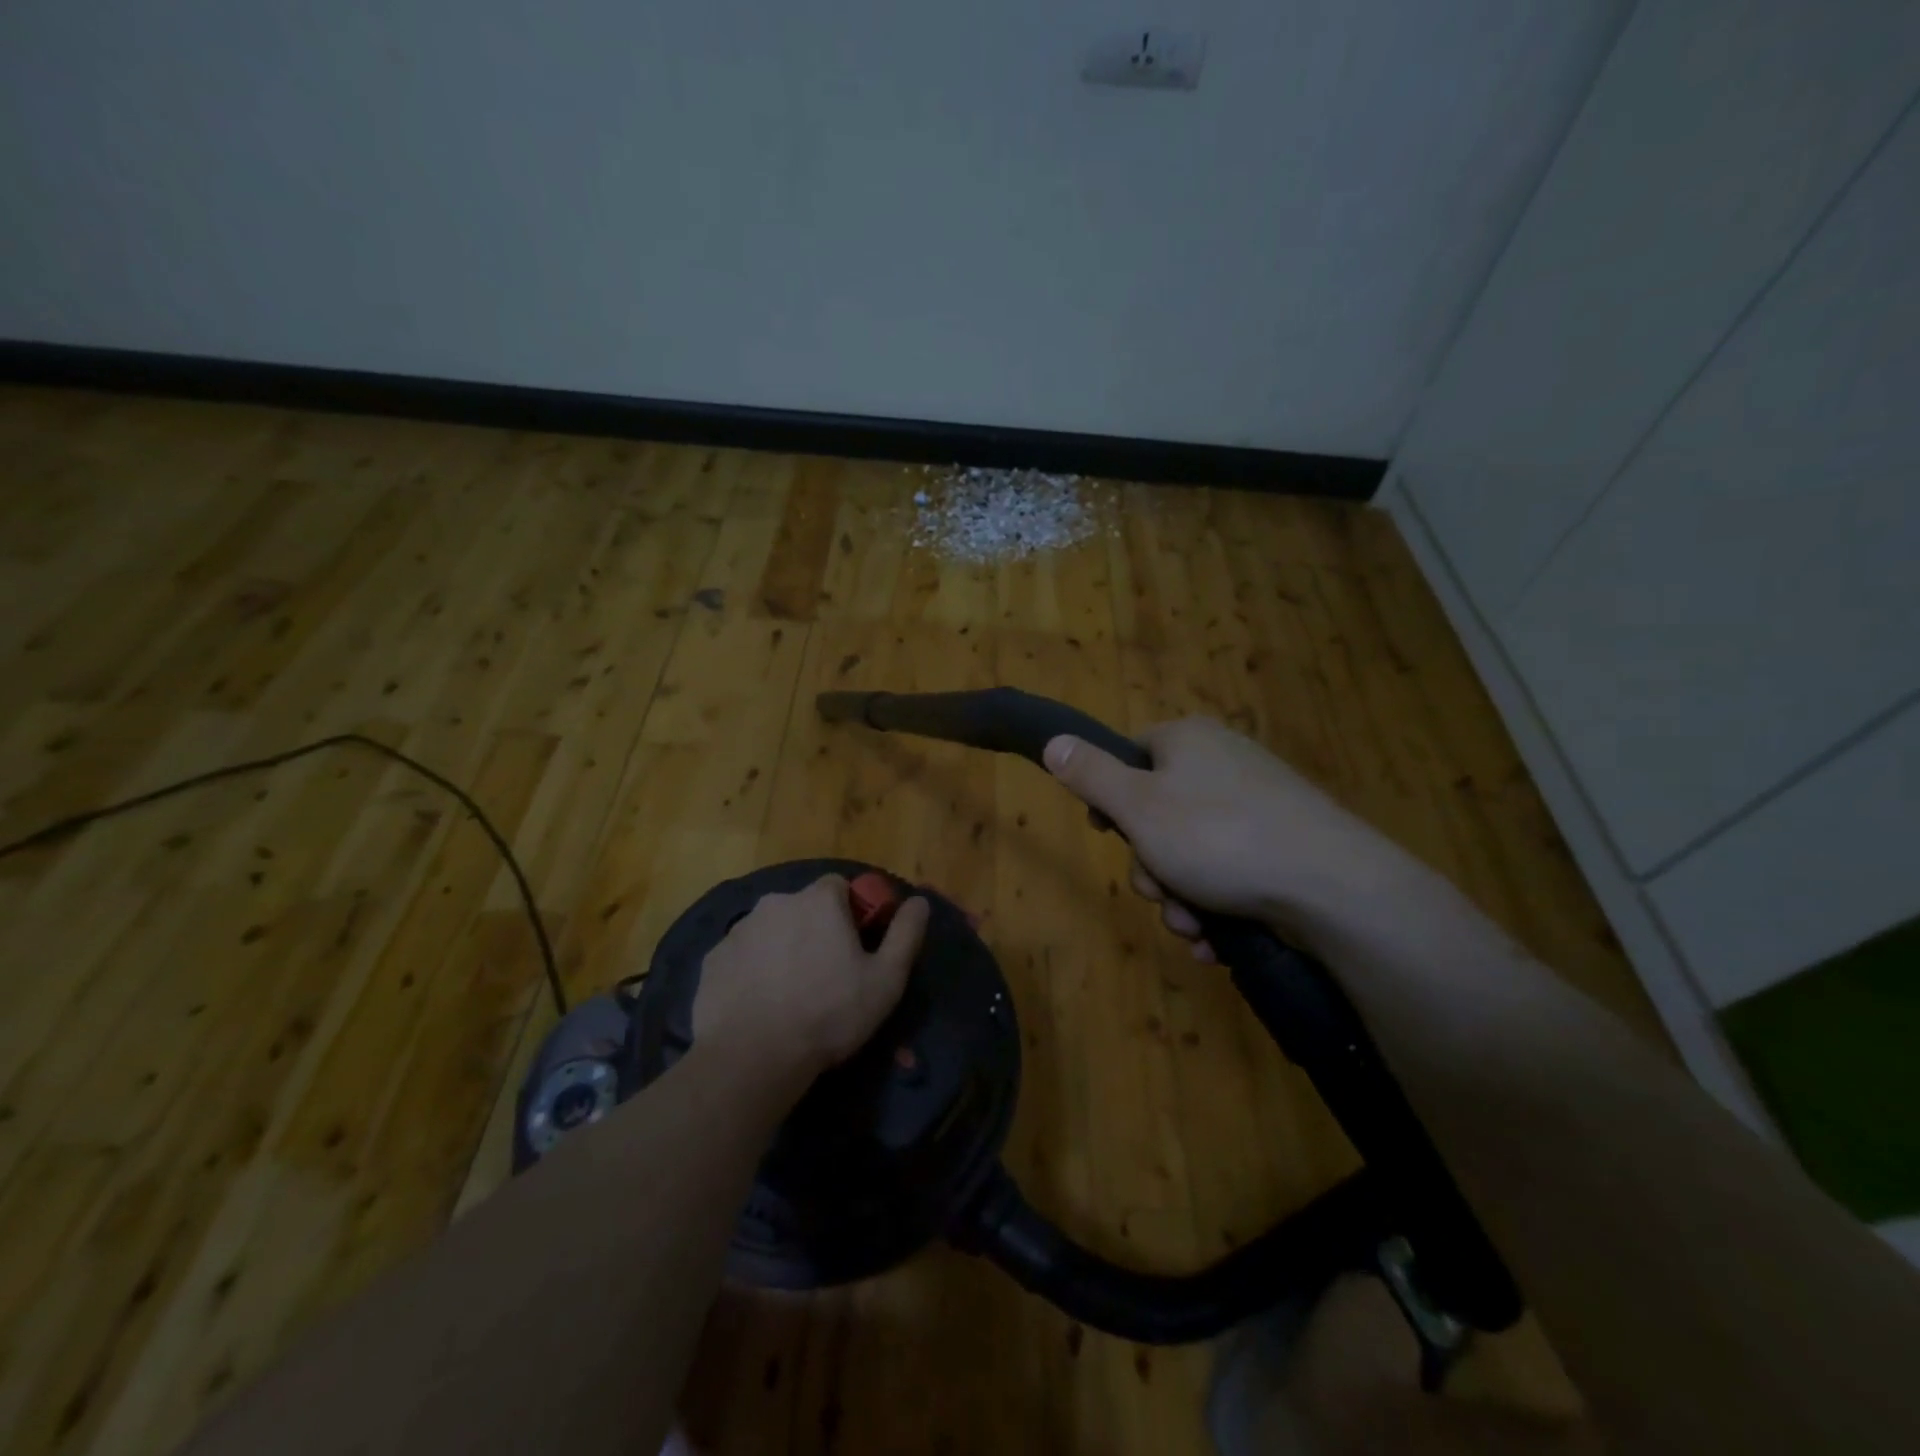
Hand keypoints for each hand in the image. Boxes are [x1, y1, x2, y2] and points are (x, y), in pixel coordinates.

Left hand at [693, 874, 929, 1089]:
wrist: (753, 1057)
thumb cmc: (829, 1013)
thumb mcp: (886, 979)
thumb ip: (906, 934)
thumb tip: (920, 901)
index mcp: (819, 900)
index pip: (840, 887)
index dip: (850, 913)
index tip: (855, 946)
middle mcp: (776, 902)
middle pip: (803, 908)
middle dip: (814, 930)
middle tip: (824, 974)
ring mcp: (740, 929)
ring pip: (771, 930)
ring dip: (782, 949)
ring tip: (790, 993)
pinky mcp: (713, 959)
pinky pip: (742, 956)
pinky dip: (752, 970)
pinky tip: (760, 1004)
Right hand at [1043, 717, 1428, 960]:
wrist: (1334, 887)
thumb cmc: (1218, 837)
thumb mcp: (1138, 806)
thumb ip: (1090, 774)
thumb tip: (1053, 739)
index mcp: (1188, 741)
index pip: (1129, 754)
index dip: (1110, 797)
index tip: (1109, 833)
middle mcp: (1223, 763)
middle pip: (1157, 811)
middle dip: (1150, 865)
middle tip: (1160, 893)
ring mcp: (1257, 804)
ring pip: (1190, 851)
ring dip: (1179, 896)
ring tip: (1194, 927)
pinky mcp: (1282, 843)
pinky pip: (1228, 869)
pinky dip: (1215, 904)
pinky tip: (1217, 938)